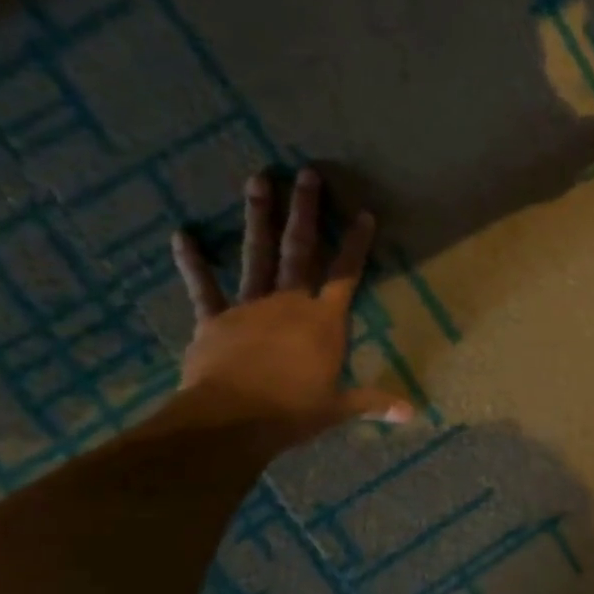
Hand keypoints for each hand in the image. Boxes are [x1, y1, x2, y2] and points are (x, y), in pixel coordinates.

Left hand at [171, 168, 412, 445]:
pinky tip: (181, 235)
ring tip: (257, 179)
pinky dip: (193, 262)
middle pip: (299, 250)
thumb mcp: (338, 408)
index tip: (363, 213)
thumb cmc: (293, 412)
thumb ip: (373, 403)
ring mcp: (249, 307)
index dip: (356, 244)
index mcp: (324, 322)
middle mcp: (289, 304)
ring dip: (257, 217)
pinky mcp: (214, 320)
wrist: (233, 420)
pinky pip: (202, 288)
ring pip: (256, 255)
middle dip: (305, 211)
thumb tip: (412, 413)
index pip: (345, 275)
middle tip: (306, 173)